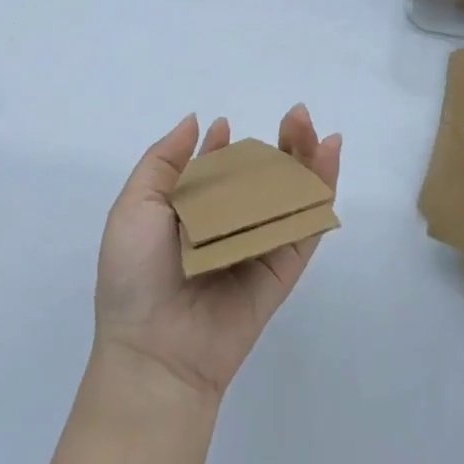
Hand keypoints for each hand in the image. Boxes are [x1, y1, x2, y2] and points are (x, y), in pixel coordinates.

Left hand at [93, 105, 341, 401]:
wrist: (156, 349)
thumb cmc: (136, 275)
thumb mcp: (134, 207)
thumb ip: (164, 161)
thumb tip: (195, 120)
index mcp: (195, 214)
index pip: (219, 171)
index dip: (224, 146)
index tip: (223, 126)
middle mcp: (232, 225)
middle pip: (265, 175)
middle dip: (281, 141)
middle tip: (294, 114)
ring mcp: (262, 243)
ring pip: (293, 191)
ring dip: (306, 154)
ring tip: (309, 124)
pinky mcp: (286, 263)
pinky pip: (308, 222)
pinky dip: (323, 186)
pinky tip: (328, 153)